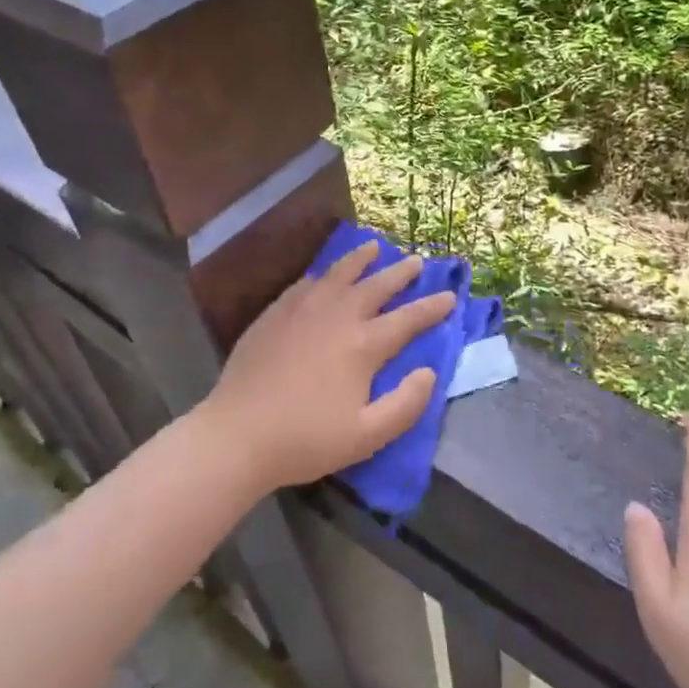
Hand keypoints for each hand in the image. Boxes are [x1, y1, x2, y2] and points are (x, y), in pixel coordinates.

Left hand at [195, 239, 456, 493]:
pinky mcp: (274, 314)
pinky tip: (324, 275)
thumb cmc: (306, 440)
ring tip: (374, 247)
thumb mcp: (367, 436)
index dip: (432, 307)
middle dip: (400, 273)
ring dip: (360, 260)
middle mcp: (336, 317)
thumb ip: (406, 404)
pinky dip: (323, 274)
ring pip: (338, 274)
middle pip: (376, 286)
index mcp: (363, 346)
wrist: (237, 434)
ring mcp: (302, 311)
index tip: (450, 296)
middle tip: (417, 261)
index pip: (407, 319)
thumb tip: (429, 372)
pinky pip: (305, 284)